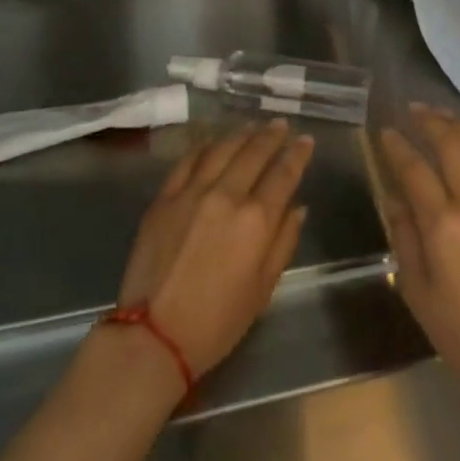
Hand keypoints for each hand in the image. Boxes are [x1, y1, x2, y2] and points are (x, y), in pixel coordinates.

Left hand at [115, 121, 313, 379]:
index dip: (298, 153)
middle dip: (271, 135)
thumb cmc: (217, 322)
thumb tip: (298, 208)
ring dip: (241, 134)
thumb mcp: (263, 289)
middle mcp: (226, 195)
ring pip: (222, 149)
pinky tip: (213, 141)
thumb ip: (284, 242)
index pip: (284, 173)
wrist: (153, 336)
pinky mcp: (164, 198)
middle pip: (254, 152)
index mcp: (256, 219)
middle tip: (281, 124)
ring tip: (252, 126)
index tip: (306, 140)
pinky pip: (188, 161)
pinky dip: (204, 146)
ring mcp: (191, 192)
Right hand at [379, 105, 459, 407]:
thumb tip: (395, 198)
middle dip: (429, 121)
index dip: (396, 147)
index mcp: (443, 225)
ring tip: (443, 115)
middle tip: (414, 110)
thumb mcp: (417, 291)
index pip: (414, 169)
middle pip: (452, 144)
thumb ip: (404, 237)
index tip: (385, 133)